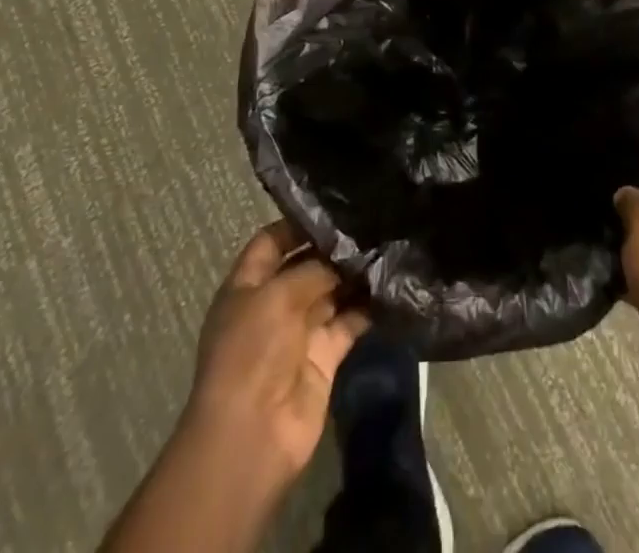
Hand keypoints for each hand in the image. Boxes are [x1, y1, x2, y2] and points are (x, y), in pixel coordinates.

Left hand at [184, 220, 370, 493]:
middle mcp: (273, 304)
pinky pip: (349, 323)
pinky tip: (391, 284)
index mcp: (247, 286)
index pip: (271, 242)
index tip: (334, 205)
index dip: (297, 224)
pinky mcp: (325, 356)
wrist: (253, 433)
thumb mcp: (277, 295)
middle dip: (334, 248)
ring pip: (332, 292)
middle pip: (306, 266)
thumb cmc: (252, 351)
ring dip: (355, 275)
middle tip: (373, 220)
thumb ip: (313, 268)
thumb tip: (345, 253)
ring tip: (388, 244)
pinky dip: (368, 307)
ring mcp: (299, 332)